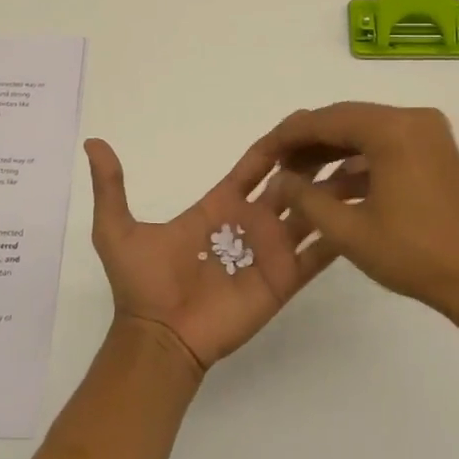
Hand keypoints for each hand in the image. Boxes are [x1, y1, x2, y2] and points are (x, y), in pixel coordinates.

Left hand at [84, 133, 349, 373]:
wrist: (158, 337)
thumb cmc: (142, 284)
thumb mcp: (117, 229)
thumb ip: (111, 186)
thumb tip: (92, 143)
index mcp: (219, 206)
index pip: (254, 168)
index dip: (275, 146)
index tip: (299, 122)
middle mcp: (250, 224)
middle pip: (289, 184)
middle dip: (313, 162)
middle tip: (344, 137)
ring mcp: (270, 252)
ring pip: (310, 213)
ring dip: (334, 192)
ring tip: (366, 167)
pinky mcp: (283, 280)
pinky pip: (316, 254)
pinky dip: (339, 234)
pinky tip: (366, 211)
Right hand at [267, 103, 458, 322]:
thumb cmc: (416, 255)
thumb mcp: (350, 230)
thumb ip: (306, 198)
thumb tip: (278, 180)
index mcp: (393, 129)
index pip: (326, 120)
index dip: (288, 136)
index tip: (261, 155)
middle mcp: (412, 120)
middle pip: (345, 121)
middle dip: (308, 144)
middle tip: (276, 168)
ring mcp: (428, 135)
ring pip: (365, 134)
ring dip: (331, 154)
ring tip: (298, 180)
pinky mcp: (436, 154)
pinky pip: (385, 147)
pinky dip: (357, 164)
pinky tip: (332, 188)